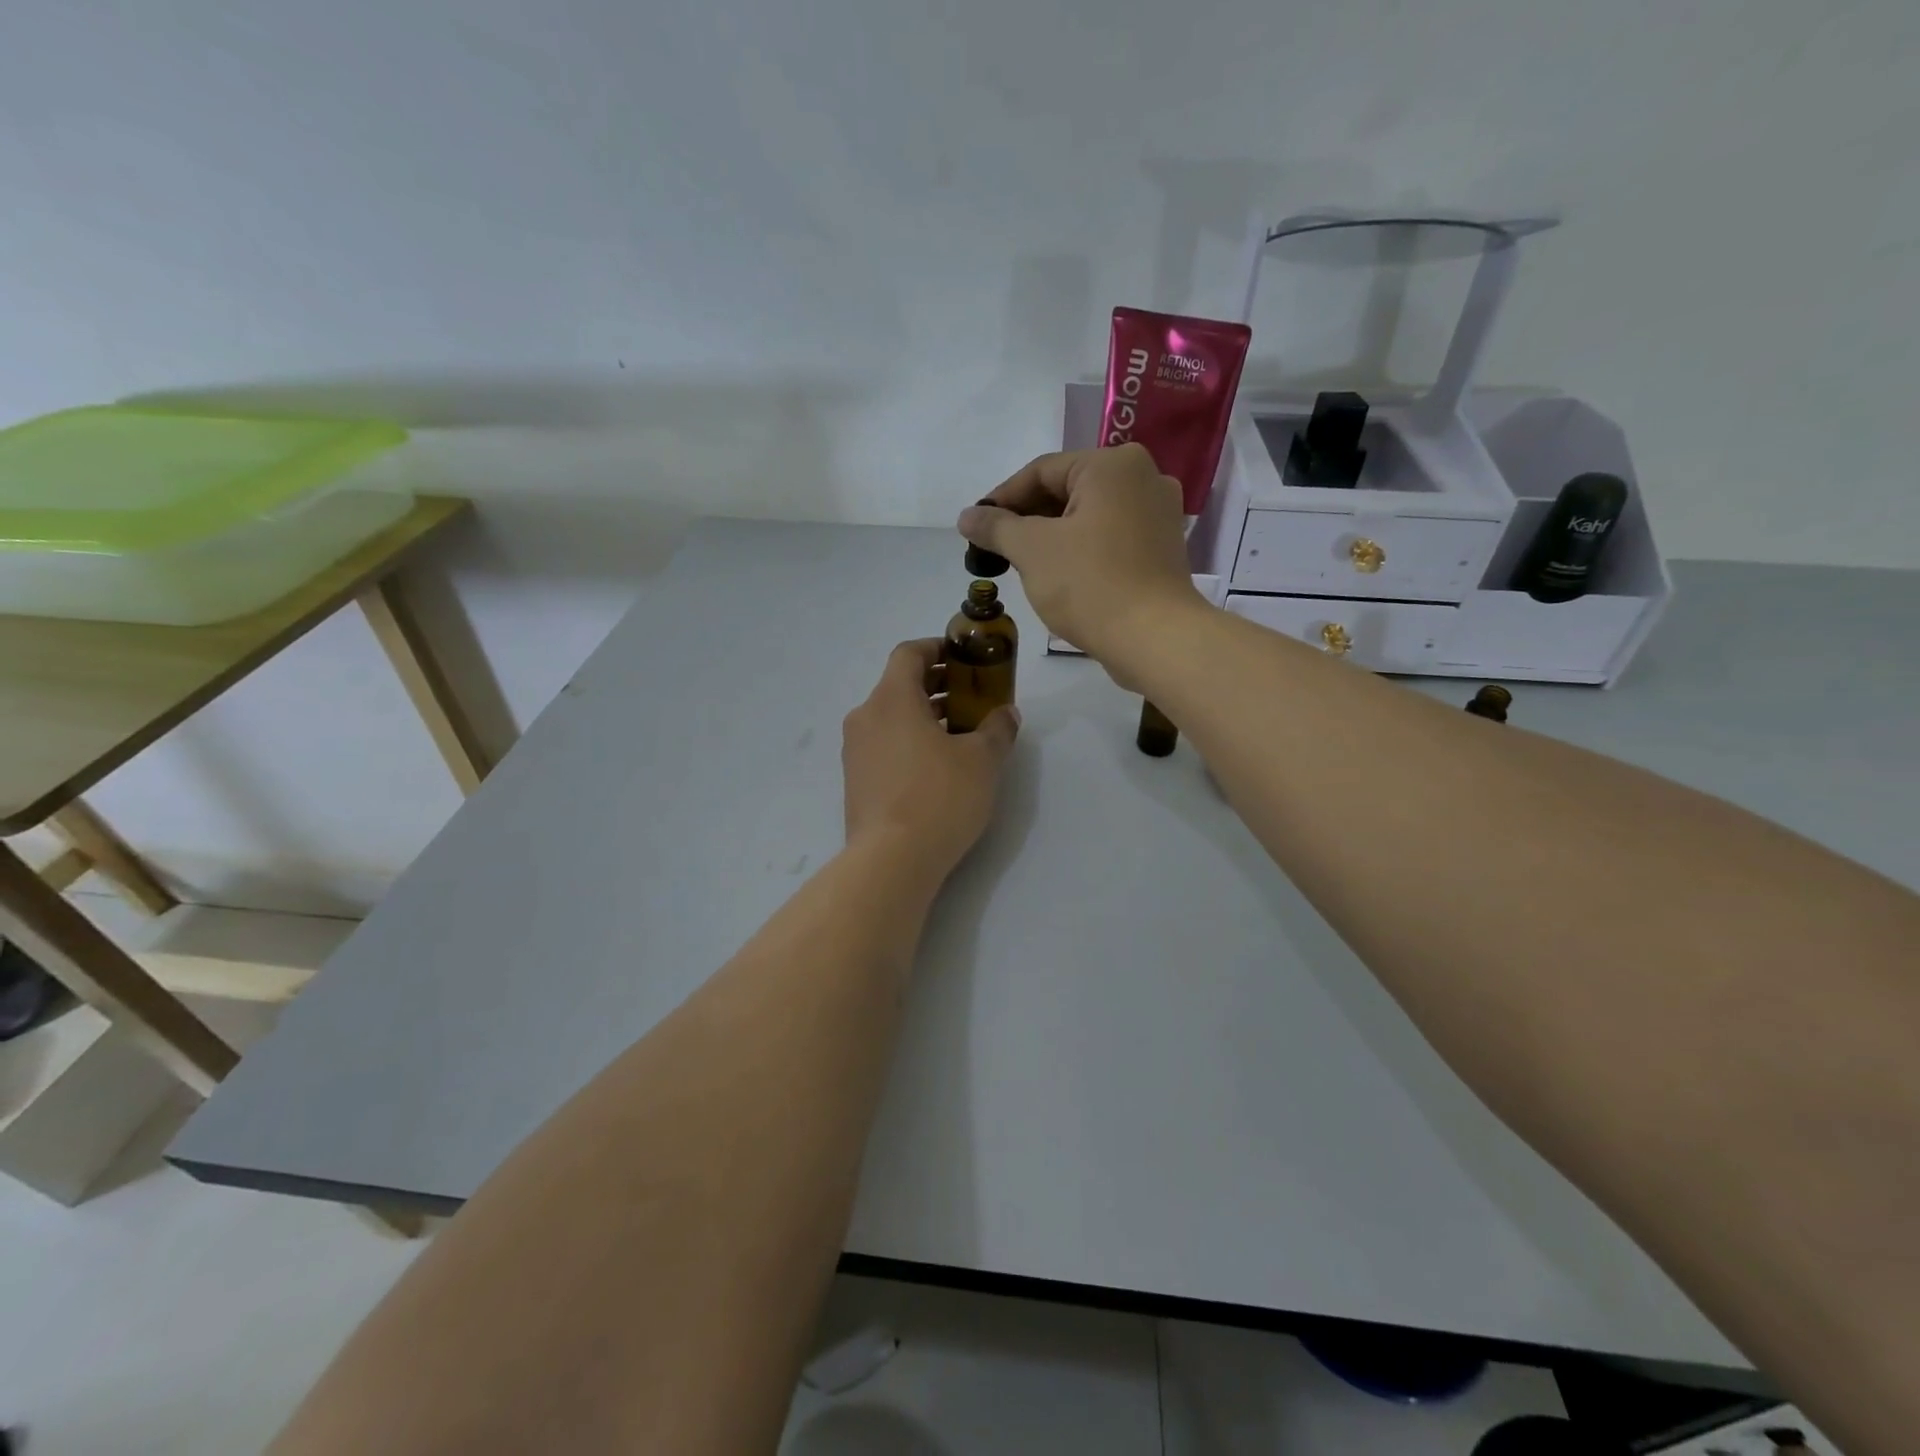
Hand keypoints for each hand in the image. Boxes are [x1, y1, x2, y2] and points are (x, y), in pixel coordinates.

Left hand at [842, 640, 1019, 879]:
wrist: (891, 861)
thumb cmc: (939, 797)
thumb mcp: (982, 760)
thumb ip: (997, 729)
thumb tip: (1006, 714)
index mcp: (891, 699)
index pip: (909, 653)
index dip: (937, 648)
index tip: (964, 657)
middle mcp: (865, 717)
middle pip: (900, 685)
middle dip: (938, 685)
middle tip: (973, 696)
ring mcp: (856, 751)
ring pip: (892, 717)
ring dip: (925, 716)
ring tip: (962, 733)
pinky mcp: (856, 781)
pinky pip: (884, 745)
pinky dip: (910, 741)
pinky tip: (938, 766)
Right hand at [956, 445, 1207, 680]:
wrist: (1154, 639)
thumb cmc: (1090, 584)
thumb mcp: (1032, 550)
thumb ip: (996, 527)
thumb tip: (967, 516)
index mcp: (1113, 465)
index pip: (1042, 471)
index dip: (1002, 498)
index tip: (976, 527)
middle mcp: (1144, 477)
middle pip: (1068, 490)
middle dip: (1027, 519)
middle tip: (995, 548)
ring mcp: (1159, 515)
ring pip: (1089, 516)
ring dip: (1052, 536)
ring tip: (1021, 564)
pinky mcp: (1162, 549)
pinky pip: (1110, 538)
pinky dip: (1081, 550)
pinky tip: (1058, 575)